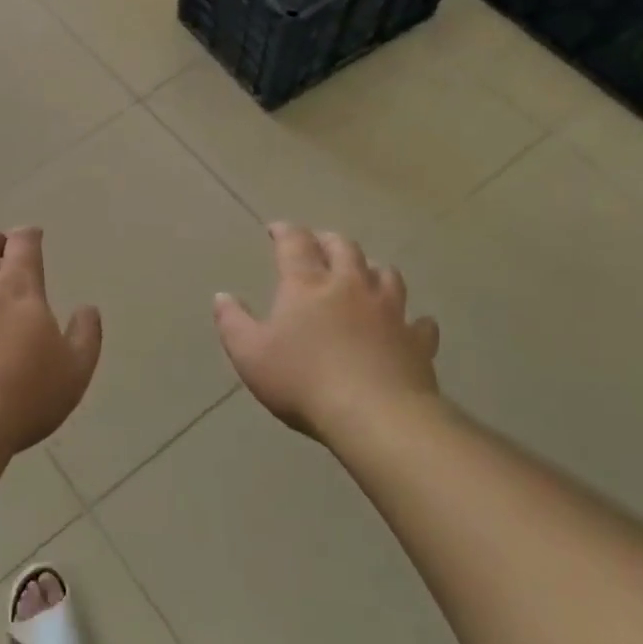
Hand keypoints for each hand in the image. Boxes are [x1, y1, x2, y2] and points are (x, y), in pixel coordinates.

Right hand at [214, 223, 441, 443]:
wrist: (375, 414)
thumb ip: (233, 322)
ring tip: (364, 274)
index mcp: (307, 284)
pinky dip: (413, 319)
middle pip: (345, 248)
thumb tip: (222, 296)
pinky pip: (420, 323)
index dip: (285, 231)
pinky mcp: (417, 340)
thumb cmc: (303, 381)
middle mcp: (351, 285)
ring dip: (372, 269)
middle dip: (329, 241)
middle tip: (320, 244)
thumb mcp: (250, 354)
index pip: (295, 243)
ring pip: (386, 274)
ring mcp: (390, 310)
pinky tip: (410, 324)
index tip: (277, 229)